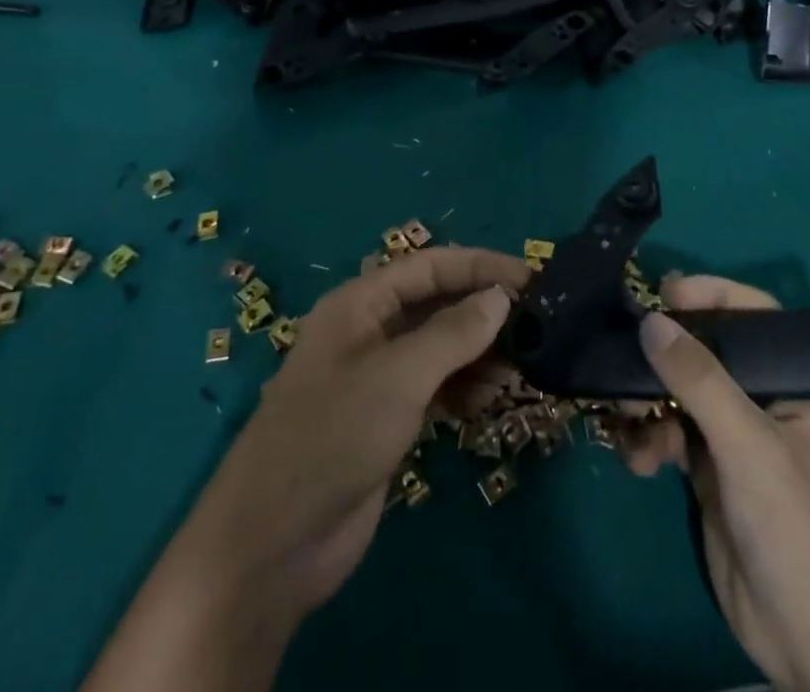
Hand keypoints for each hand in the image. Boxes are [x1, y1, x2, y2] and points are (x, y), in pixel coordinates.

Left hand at [82, 247, 530, 691]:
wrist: (274, 542)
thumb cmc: (333, 435)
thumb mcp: (398, 375)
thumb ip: (453, 333)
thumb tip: (501, 296)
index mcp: (360, 303)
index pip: (429, 266)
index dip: (479, 266)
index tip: (531, 279)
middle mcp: (369, 331)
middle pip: (436, 304)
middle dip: (482, 311)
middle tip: (535, 327)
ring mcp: (377, 377)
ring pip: (439, 348)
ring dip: (479, 353)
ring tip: (520, 369)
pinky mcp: (386, 419)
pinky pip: (435, 387)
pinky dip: (463, 388)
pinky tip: (490, 401)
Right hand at [621, 275, 809, 691]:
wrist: (806, 645)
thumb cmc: (796, 529)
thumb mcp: (748, 446)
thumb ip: (699, 379)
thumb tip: (650, 320)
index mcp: (797, 385)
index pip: (756, 316)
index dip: (714, 295)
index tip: (665, 292)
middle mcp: (766, 400)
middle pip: (708, 351)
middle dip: (665, 354)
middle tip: (627, 354)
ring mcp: (735, 435)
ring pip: (680, 391)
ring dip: (648, 400)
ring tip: (628, 418)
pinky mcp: (709, 469)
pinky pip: (669, 432)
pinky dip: (649, 440)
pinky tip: (639, 463)